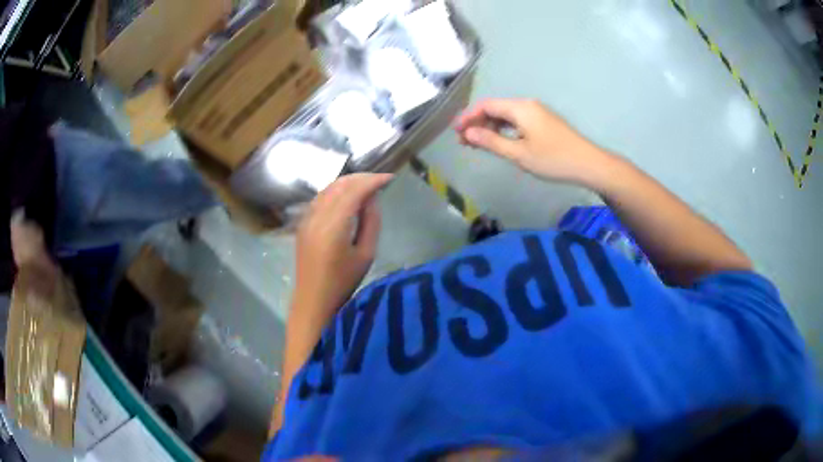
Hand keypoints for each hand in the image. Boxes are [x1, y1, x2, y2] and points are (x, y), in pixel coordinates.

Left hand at [291, 173, 392, 328]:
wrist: (313, 299)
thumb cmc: (343, 282)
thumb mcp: (366, 254)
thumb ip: (371, 222)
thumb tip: (372, 199)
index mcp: (333, 225)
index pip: (354, 191)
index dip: (373, 181)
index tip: (390, 178)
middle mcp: (317, 216)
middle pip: (339, 185)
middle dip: (361, 178)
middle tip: (380, 181)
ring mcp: (306, 218)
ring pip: (328, 188)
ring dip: (347, 182)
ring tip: (366, 186)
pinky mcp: (302, 223)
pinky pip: (320, 198)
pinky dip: (335, 191)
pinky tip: (346, 196)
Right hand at [454, 98, 610, 184]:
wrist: (588, 164)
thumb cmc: (553, 159)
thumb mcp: (519, 153)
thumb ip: (491, 142)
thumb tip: (468, 133)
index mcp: (520, 108)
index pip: (486, 105)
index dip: (468, 117)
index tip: (455, 132)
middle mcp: (527, 105)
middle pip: (495, 108)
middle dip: (477, 123)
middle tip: (464, 143)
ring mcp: (536, 112)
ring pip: (505, 115)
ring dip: (489, 127)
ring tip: (477, 145)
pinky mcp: (543, 121)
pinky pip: (516, 121)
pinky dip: (503, 130)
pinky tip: (499, 142)